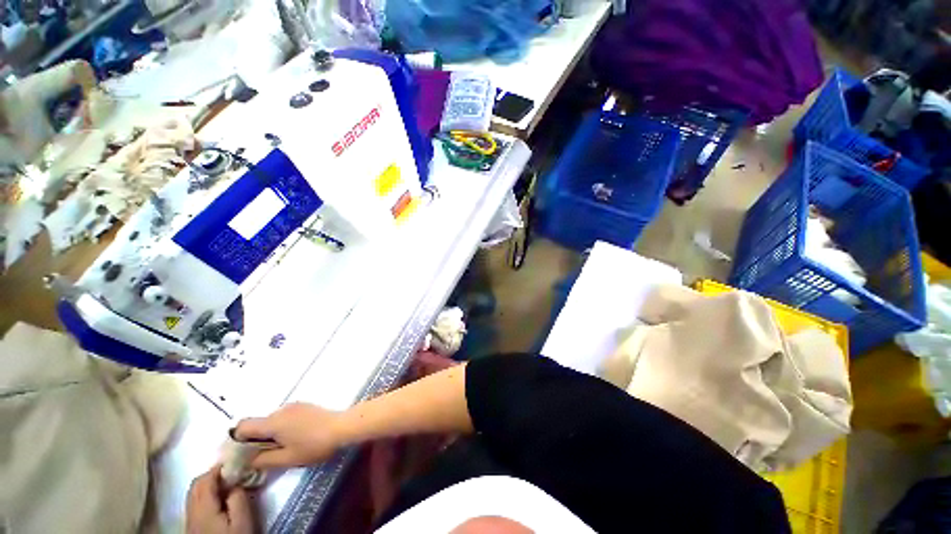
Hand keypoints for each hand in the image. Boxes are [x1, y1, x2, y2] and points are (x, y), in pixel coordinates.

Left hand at [186, 467, 252, 533]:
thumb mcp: (243, 520)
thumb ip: (239, 497)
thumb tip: (236, 482)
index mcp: (203, 507)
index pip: (205, 479)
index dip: (219, 467)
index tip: (236, 462)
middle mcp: (192, 511)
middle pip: (196, 485)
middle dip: (212, 474)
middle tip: (232, 472)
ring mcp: (190, 520)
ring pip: (194, 494)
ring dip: (208, 484)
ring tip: (227, 484)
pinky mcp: (192, 527)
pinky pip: (195, 503)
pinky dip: (206, 495)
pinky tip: (219, 500)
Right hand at [234, 403, 342, 468]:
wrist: (342, 426)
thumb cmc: (314, 444)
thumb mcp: (287, 458)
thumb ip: (264, 460)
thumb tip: (249, 460)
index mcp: (273, 422)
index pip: (243, 426)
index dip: (237, 439)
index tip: (242, 453)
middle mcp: (281, 410)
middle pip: (258, 423)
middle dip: (256, 439)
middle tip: (262, 455)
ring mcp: (294, 406)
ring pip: (272, 420)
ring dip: (271, 433)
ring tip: (281, 448)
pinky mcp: (305, 406)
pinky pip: (285, 417)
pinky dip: (282, 427)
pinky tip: (294, 438)